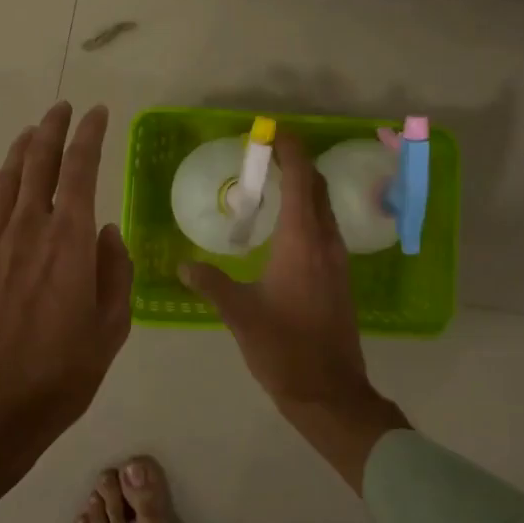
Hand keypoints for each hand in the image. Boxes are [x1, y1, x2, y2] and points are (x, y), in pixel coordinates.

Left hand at [0, 103, 133, 508]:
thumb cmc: (60, 376)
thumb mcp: (111, 330)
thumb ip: (116, 274)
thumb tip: (108, 233)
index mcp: (69, 243)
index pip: (80, 170)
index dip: (89, 136)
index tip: (98, 113)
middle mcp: (29, 231)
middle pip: (37, 163)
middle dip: (51, 129)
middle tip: (62, 108)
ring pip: (5, 181)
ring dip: (20, 151)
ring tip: (31, 132)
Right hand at [179, 133, 407, 490]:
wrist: (329, 391)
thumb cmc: (284, 348)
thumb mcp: (240, 314)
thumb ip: (211, 283)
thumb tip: (183, 265)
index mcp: (302, 241)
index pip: (301, 180)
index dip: (291, 151)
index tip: (274, 131)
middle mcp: (325, 242)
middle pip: (317, 187)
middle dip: (298, 163)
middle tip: (268, 153)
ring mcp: (338, 260)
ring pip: (324, 208)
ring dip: (305, 187)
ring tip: (274, 183)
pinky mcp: (340, 276)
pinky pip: (326, 228)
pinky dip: (309, 211)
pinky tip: (287, 226)